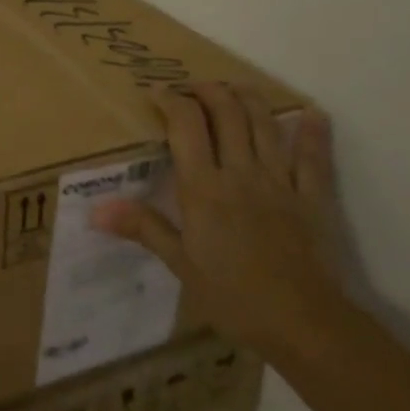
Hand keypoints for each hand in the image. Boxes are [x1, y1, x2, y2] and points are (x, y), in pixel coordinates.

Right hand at [92, 82, 338, 354]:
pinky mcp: (312, 197)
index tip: (158, 93)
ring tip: (235, 88)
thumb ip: (143, 228)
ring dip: (249, 98)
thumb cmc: (232, 296)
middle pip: (227, 113)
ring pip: (264, 125)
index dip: (172, 101)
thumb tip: (96, 210)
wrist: (301, 322)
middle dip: (209, 91)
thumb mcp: (180, 264)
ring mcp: (279, 181)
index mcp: (204, 187)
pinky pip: (313, 158)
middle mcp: (240, 172)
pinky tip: (310, 113)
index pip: (186, 126)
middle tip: (195, 88)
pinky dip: (312, 132)